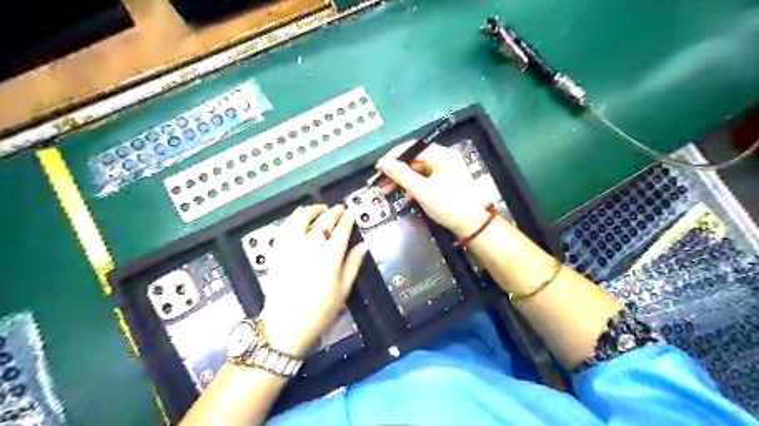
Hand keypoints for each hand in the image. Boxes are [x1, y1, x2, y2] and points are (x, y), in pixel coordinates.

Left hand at [262, 205, 367, 354]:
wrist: (286, 325)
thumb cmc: (319, 311)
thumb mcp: (343, 289)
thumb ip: (353, 264)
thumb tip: (363, 245)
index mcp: (329, 256)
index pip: (341, 229)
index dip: (347, 218)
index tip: (351, 213)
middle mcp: (310, 247)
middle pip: (323, 221)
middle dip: (333, 212)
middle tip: (338, 209)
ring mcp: (291, 247)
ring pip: (300, 218)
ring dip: (311, 210)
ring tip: (318, 209)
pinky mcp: (277, 252)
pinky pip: (285, 228)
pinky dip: (293, 219)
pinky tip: (297, 220)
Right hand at [374, 141, 492, 235]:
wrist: (473, 226)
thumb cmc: (449, 205)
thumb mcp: (422, 190)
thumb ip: (401, 175)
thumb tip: (382, 163)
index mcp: (442, 155)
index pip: (413, 148)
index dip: (394, 156)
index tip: (379, 167)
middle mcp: (445, 159)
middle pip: (415, 160)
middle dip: (396, 171)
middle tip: (380, 181)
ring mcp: (446, 172)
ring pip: (418, 171)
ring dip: (403, 180)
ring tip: (387, 190)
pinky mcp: (445, 183)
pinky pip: (425, 180)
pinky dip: (414, 187)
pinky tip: (406, 196)